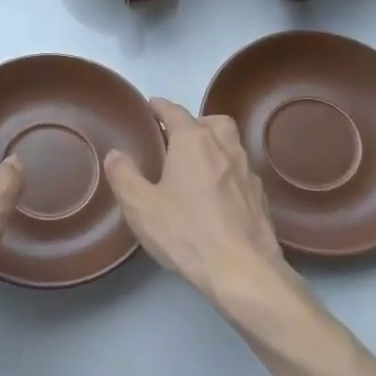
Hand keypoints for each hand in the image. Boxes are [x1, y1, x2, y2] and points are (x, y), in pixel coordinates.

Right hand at [104, 99, 308, 331]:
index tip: (150, 106)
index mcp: (194, 141)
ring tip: (195, 168)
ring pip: (230, 145)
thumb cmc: (186, 231)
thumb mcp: (140, 206)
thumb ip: (124, 176)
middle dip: (194, 123)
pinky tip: (216, 197)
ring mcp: (247, 171)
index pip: (174, 112)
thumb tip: (115, 154)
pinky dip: (227, 174)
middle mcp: (225, 147)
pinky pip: (240, 173)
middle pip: (212, 122)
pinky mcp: (260, 197)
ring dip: (214, 147)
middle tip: (176, 140)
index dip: (160, 107)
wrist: (242, 269)